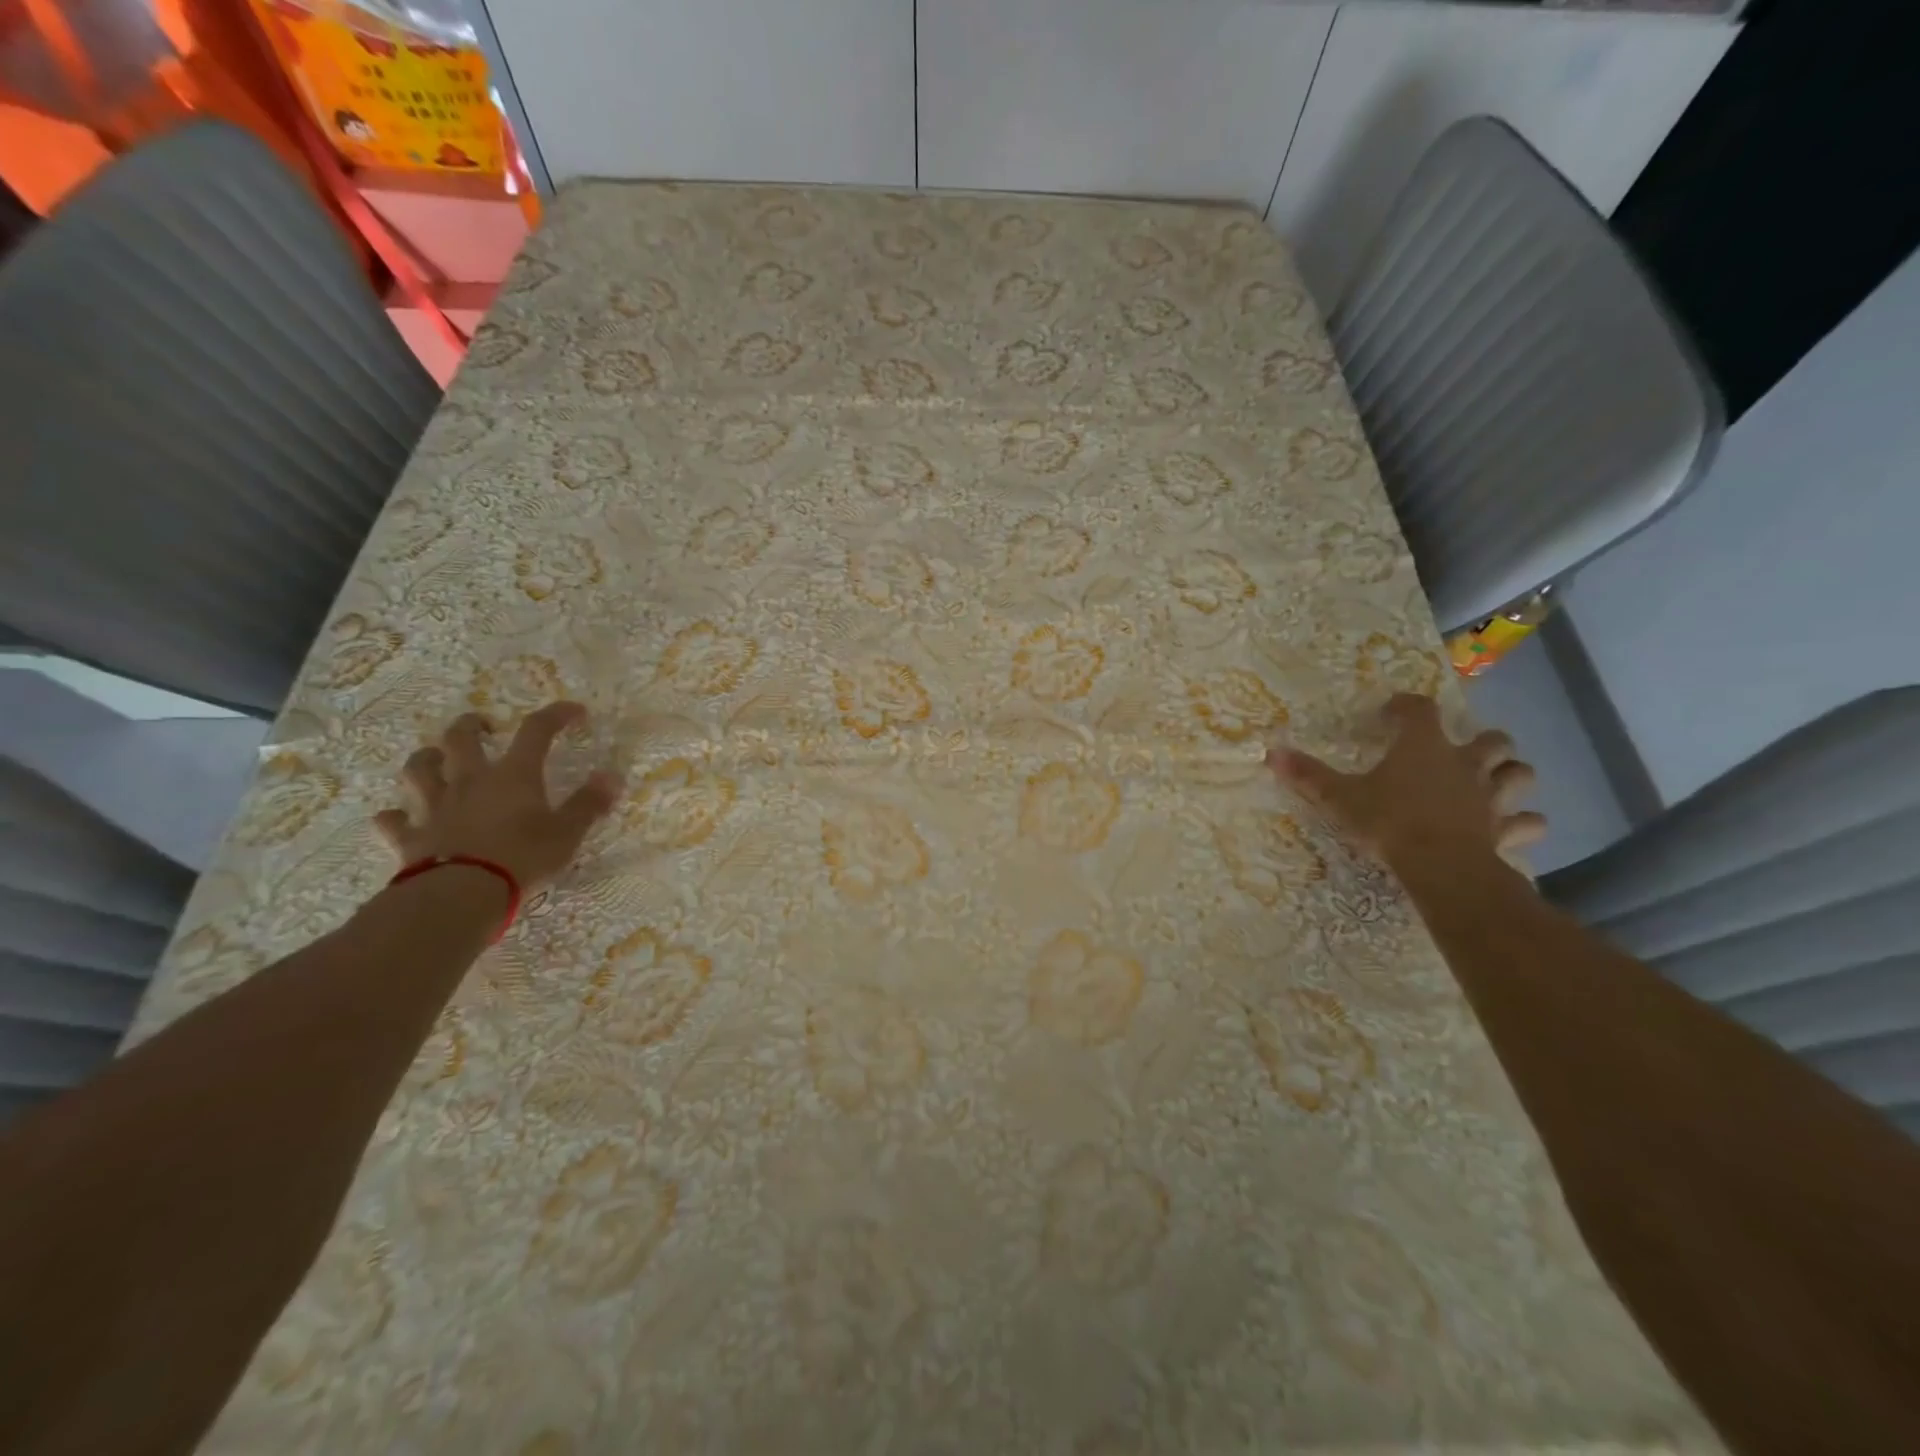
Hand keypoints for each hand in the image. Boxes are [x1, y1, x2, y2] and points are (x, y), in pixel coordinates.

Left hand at [374, 702, 620, 890]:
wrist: (460, 896)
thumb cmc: (522, 859)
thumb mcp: (567, 833)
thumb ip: (588, 804)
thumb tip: (612, 777)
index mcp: (513, 776)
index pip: (536, 731)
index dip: (556, 715)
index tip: (574, 711)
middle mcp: (470, 781)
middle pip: (460, 739)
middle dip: (471, 725)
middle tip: (483, 726)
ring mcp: (434, 807)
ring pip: (418, 770)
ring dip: (426, 759)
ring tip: (436, 759)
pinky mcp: (409, 837)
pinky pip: (391, 820)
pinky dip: (394, 816)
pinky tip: (398, 817)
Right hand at [1268, 693, 1545, 871]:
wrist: (1440, 866)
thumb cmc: (1388, 822)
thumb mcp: (1339, 798)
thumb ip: (1308, 775)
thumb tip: (1270, 753)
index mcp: (1423, 747)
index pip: (1420, 709)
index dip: (1406, 707)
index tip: (1391, 714)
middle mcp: (1464, 764)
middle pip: (1491, 739)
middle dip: (1481, 741)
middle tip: (1459, 752)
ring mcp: (1491, 797)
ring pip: (1520, 774)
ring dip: (1510, 776)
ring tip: (1494, 783)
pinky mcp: (1505, 830)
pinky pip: (1528, 824)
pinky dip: (1523, 824)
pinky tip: (1511, 828)